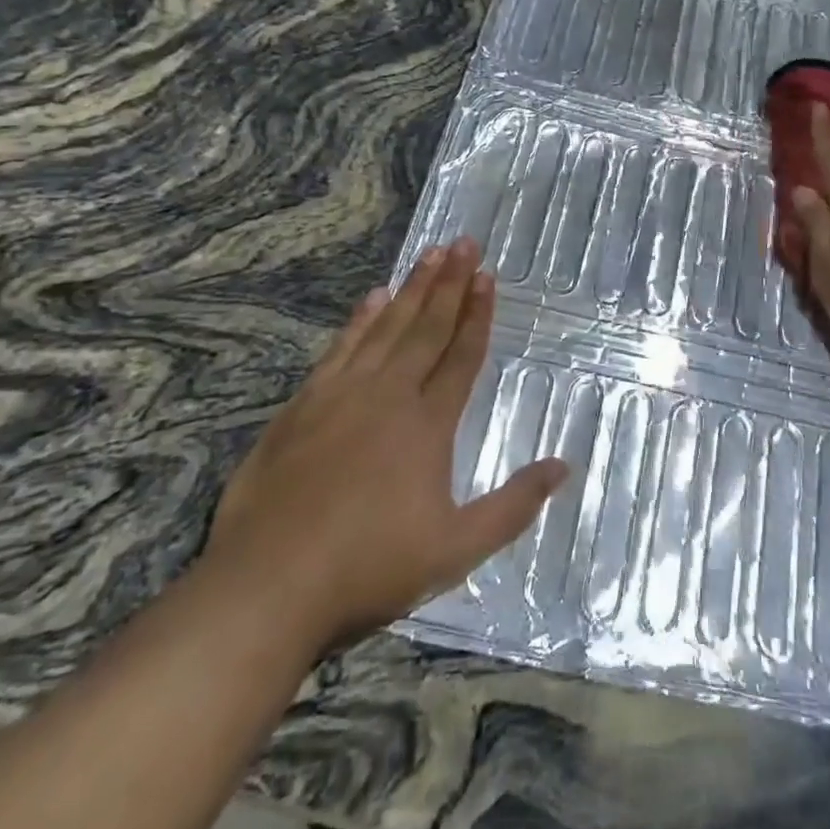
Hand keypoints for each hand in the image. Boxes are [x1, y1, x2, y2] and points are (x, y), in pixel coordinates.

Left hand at [207, 238, 566, 649]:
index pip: (460, 355)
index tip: (487, 276)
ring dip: (411, 289)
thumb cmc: (368, 568)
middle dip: (449, 283)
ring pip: (386, 328)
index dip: (477, 315)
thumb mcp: (455, 550)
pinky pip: (341, 347)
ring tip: (429, 255)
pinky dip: (360, 319)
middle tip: (464, 242)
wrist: (267, 586)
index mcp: (427, 424)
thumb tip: (562, 467)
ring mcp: (341, 395)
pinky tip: (372, 298)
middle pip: (427, 328)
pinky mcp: (302, 406)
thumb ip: (513, 506)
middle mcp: (388, 395)